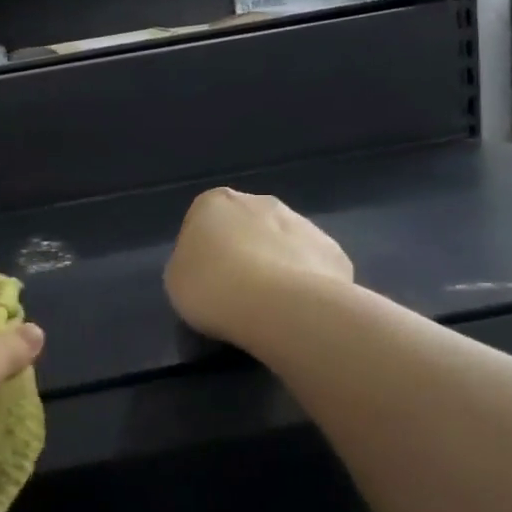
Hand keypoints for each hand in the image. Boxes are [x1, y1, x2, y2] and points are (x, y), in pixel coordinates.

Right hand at [164, 188, 352, 342]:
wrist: (279, 307)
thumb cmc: (212, 287)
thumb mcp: (177, 278)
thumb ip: (191, 262)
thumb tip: (211, 265)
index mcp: (215, 202)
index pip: (203, 222)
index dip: (202, 252)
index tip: (204, 280)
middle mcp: (260, 202)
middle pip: (247, 227)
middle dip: (244, 251)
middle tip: (236, 291)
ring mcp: (303, 223)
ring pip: (283, 244)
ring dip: (277, 266)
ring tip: (269, 307)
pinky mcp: (334, 252)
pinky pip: (313, 268)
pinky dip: (306, 284)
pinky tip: (298, 310)